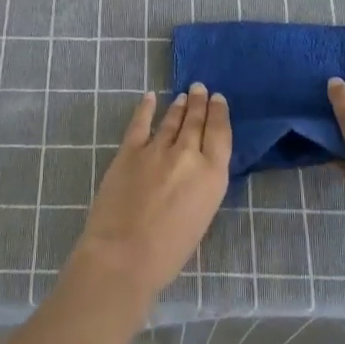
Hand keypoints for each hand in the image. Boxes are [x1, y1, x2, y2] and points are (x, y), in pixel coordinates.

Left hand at [74, 84, 231, 307]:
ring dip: (179, 107)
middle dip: (199, 103)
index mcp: (212, 175)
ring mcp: (157, 149)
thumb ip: (201, 186)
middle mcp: (188, 155)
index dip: (219, 113)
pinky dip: (145, 108)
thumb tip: (195, 169)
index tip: (218, 100)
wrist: (123, 255)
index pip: (220, 134)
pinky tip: (150, 97)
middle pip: (196, 122)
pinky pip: (140, 123)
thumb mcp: (201, 216)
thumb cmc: (168, 252)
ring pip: (171, 120)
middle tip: (200, 88)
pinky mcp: (129, 151)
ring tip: (183, 96)